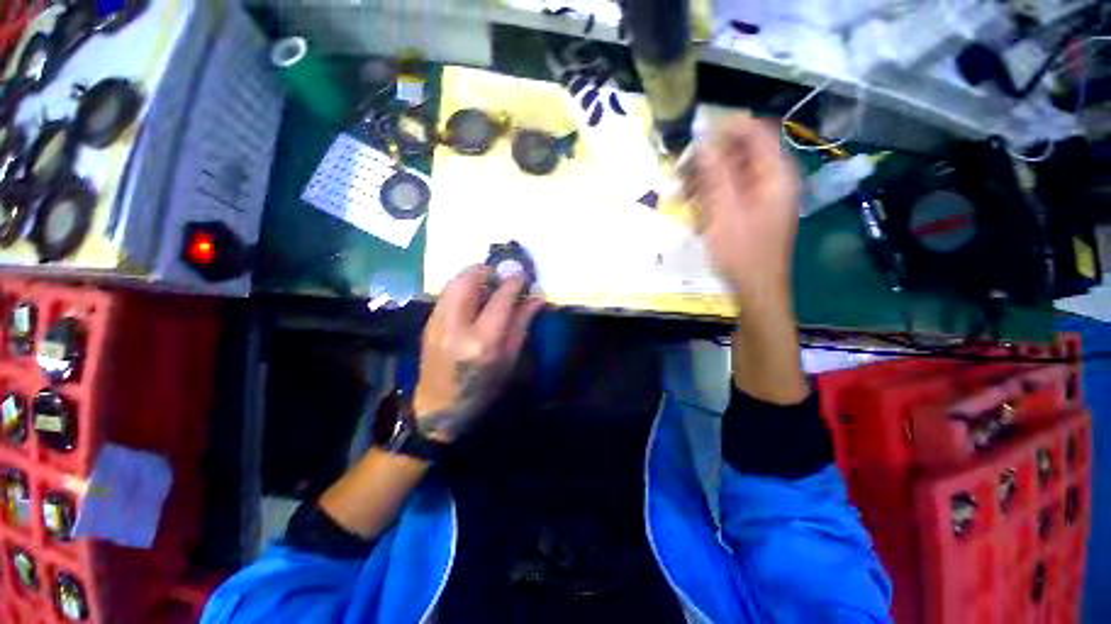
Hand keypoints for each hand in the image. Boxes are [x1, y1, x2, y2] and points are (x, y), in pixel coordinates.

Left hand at [413, 265, 543, 441]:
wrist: (439, 408)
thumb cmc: (483, 389)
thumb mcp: (509, 359)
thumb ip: (522, 323)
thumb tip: (538, 296)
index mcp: (481, 341)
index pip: (500, 299)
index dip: (514, 282)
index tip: (523, 276)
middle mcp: (455, 326)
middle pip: (468, 279)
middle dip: (488, 270)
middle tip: (503, 275)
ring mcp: (437, 323)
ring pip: (454, 282)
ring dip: (474, 275)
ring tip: (489, 283)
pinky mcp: (428, 322)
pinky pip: (447, 292)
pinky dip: (463, 286)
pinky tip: (474, 296)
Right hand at [684, 116, 799, 305]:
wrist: (756, 288)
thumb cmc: (742, 252)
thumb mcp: (724, 211)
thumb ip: (714, 173)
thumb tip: (702, 137)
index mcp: (776, 174)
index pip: (757, 132)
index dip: (728, 126)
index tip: (697, 132)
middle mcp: (774, 179)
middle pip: (744, 151)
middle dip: (713, 154)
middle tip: (684, 165)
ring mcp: (764, 196)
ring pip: (735, 171)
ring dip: (708, 175)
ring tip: (683, 187)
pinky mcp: (753, 210)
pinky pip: (733, 190)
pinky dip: (713, 192)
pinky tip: (694, 203)